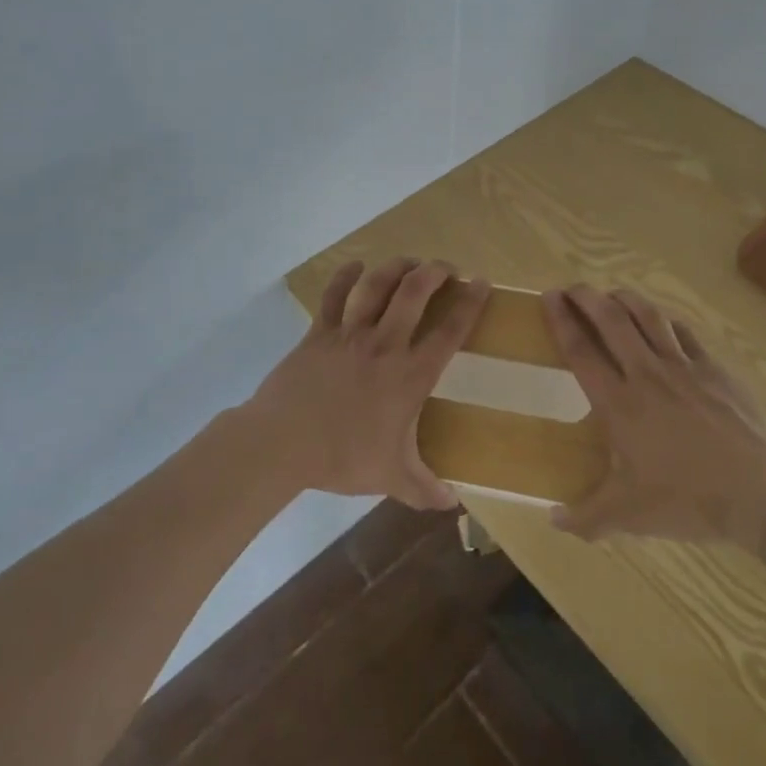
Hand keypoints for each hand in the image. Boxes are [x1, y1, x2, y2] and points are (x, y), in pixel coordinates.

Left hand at [244, 258, 490, 509]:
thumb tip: (453, 504)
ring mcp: (349, 334)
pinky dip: (345, 276)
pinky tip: (355, 265)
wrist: (283, 442)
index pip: (449, 332)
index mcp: (409, 376)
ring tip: (410, 260)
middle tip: (446, 267)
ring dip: (396, 267)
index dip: (470, 304)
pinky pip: (334, 296)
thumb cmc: (342, 458)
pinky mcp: (319, 332)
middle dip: (435, 272)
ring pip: (377, 286)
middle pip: (414, 293)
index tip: (482, 283)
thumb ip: (424, 488)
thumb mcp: (391, 477)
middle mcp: (384, 345)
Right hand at [542, 285, 765, 547]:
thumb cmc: (688, 499)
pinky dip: (665, 320)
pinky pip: (684, 333)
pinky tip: (660, 320)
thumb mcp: (629, 516)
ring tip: (611, 294)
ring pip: (648, 317)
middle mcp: (646, 375)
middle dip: (587, 297)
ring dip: (625, 299)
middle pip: (611, 320)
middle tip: (571, 287)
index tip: (548, 297)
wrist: (759, 492)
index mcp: (619, 404)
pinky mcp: (714, 370)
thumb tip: (552, 520)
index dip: (561, 320)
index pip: (581, 351)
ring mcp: (684, 368)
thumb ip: (586, 518)